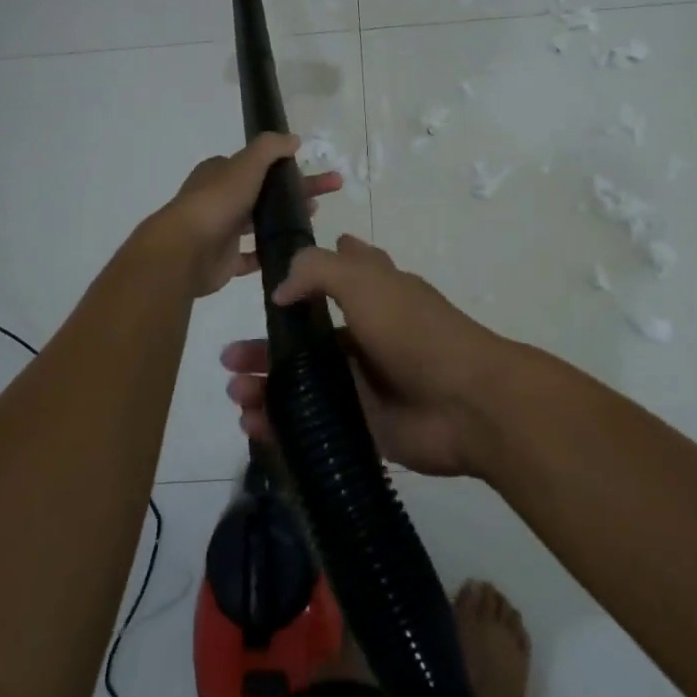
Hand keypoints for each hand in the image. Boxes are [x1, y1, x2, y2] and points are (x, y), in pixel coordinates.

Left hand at [150, 133, 344, 297]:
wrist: (186, 249)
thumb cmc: (217, 201)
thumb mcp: (246, 164)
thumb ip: (270, 148)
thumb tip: (293, 139)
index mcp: (220, 174)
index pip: (255, 166)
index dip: (283, 167)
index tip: (309, 171)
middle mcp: (220, 199)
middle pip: (263, 193)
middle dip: (295, 193)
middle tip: (328, 194)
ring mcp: (222, 231)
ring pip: (259, 224)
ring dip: (285, 221)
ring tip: (313, 220)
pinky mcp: (225, 260)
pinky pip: (252, 257)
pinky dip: (271, 253)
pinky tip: (294, 251)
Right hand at [220, 235, 511, 475]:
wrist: (466, 404)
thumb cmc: (415, 331)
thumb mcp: (366, 281)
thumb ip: (318, 270)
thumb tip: (281, 288)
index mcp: (376, 294)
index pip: (339, 274)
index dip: (306, 275)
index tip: (269, 282)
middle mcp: (368, 335)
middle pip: (308, 337)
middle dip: (268, 344)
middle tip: (229, 357)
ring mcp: (366, 382)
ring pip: (305, 383)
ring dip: (267, 385)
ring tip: (235, 392)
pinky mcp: (364, 425)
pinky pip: (314, 424)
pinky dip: (281, 426)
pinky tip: (252, 426)